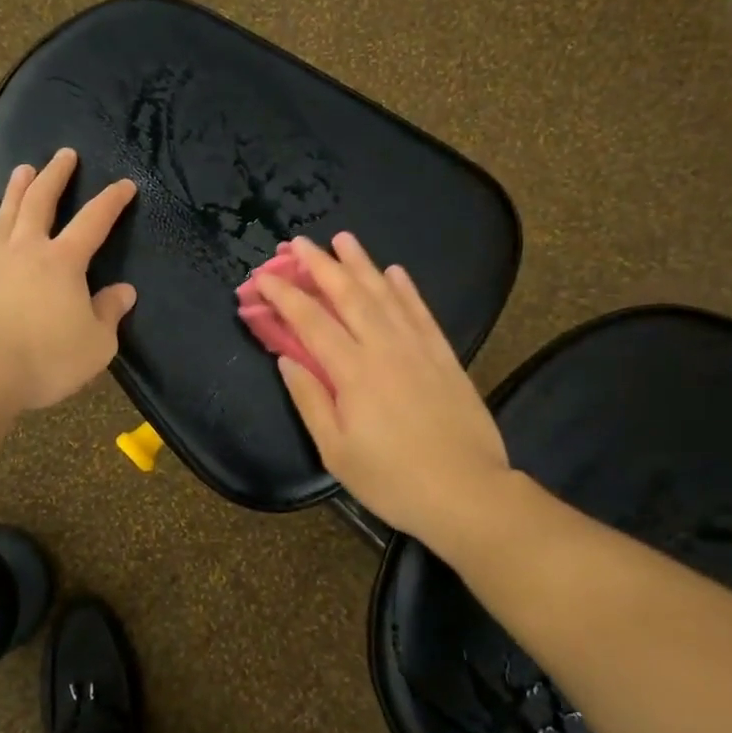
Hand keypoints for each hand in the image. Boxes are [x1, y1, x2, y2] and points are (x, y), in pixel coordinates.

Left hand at [0, 148, 138, 414]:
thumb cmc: (44, 359)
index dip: (112, 201)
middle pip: (41, 201)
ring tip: (22, 169)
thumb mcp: (95, 345)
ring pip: (8, 214)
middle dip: (56, 175)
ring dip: (18, 189)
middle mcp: (27, 251)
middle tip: (64, 153)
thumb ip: (109, 314)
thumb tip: (123, 291)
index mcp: (63, 262)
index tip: (125, 184)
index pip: (93, 221)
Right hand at [255, 234, 513, 554]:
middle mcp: (384, 348)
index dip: (285, 295)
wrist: (467, 493)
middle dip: (320, 265)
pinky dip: (406, 288)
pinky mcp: (444, 356)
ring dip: (362, 263)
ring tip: (343, 239)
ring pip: (385, 294)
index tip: (264, 275)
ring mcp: (418, 348)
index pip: (311, 321)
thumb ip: (310, 400)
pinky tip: (395, 271)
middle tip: (298, 243)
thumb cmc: (392, 480)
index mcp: (353, 372)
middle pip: (348, 294)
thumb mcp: (336, 451)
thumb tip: (287, 359)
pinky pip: (421, 312)